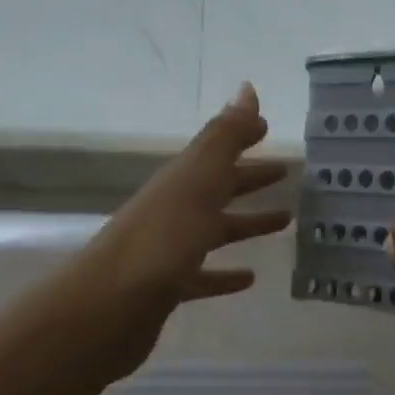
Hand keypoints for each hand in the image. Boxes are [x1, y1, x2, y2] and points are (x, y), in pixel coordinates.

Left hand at [81, 84, 290, 375]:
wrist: (109, 306)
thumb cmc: (161, 239)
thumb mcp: (197, 180)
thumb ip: (224, 138)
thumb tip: (247, 88)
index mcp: (181, 181)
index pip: (216, 152)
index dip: (241, 139)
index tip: (268, 130)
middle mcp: (174, 210)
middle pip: (217, 188)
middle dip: (249, 178)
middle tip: (286, 173)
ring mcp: (170, 250)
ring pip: (215, 230)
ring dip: (247, 223)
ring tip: (285, 222)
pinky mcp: (170, 288)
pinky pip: (204, 275)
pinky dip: (226, 274)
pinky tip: (249, 278)